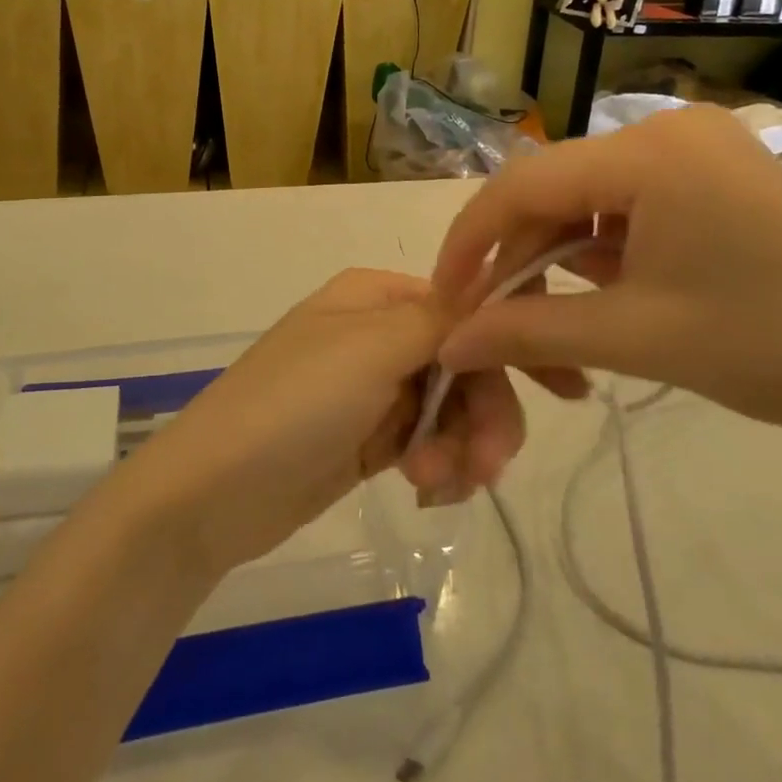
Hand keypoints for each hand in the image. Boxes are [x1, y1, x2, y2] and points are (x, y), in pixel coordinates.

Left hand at [110, 270, 536, 576]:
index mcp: (377, 296)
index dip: (515, 342)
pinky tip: (426, 490)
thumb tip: (496, 288)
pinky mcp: (370, 439)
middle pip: (466, 363)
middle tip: (492, 464)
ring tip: (441, 483)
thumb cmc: (293, 404)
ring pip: (453, 408)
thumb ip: (441, 318)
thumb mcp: (370, 348)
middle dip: (486, 412)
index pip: (466, 306)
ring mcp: (374, 389)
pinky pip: (429, 442)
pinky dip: (439, 465)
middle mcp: (379, 333)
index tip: (569, 387)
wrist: (212, 493)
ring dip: (462, 447)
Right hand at [431, 104, 781, 449]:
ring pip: (589, 201)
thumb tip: (448, 343)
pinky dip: (602, 251)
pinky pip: (630, 205)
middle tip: (497, 326)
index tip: (445, 298)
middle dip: (517, 260)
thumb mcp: (634, 339)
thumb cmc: (772, 349)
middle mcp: (667, 130)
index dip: (470, 240)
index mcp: (649, 152)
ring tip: (554, 327)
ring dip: (559, 261)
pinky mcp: (716, 175)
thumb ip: (527, 332)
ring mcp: (697, 148)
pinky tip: (604, 297)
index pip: (522, 184)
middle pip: (554, 191)